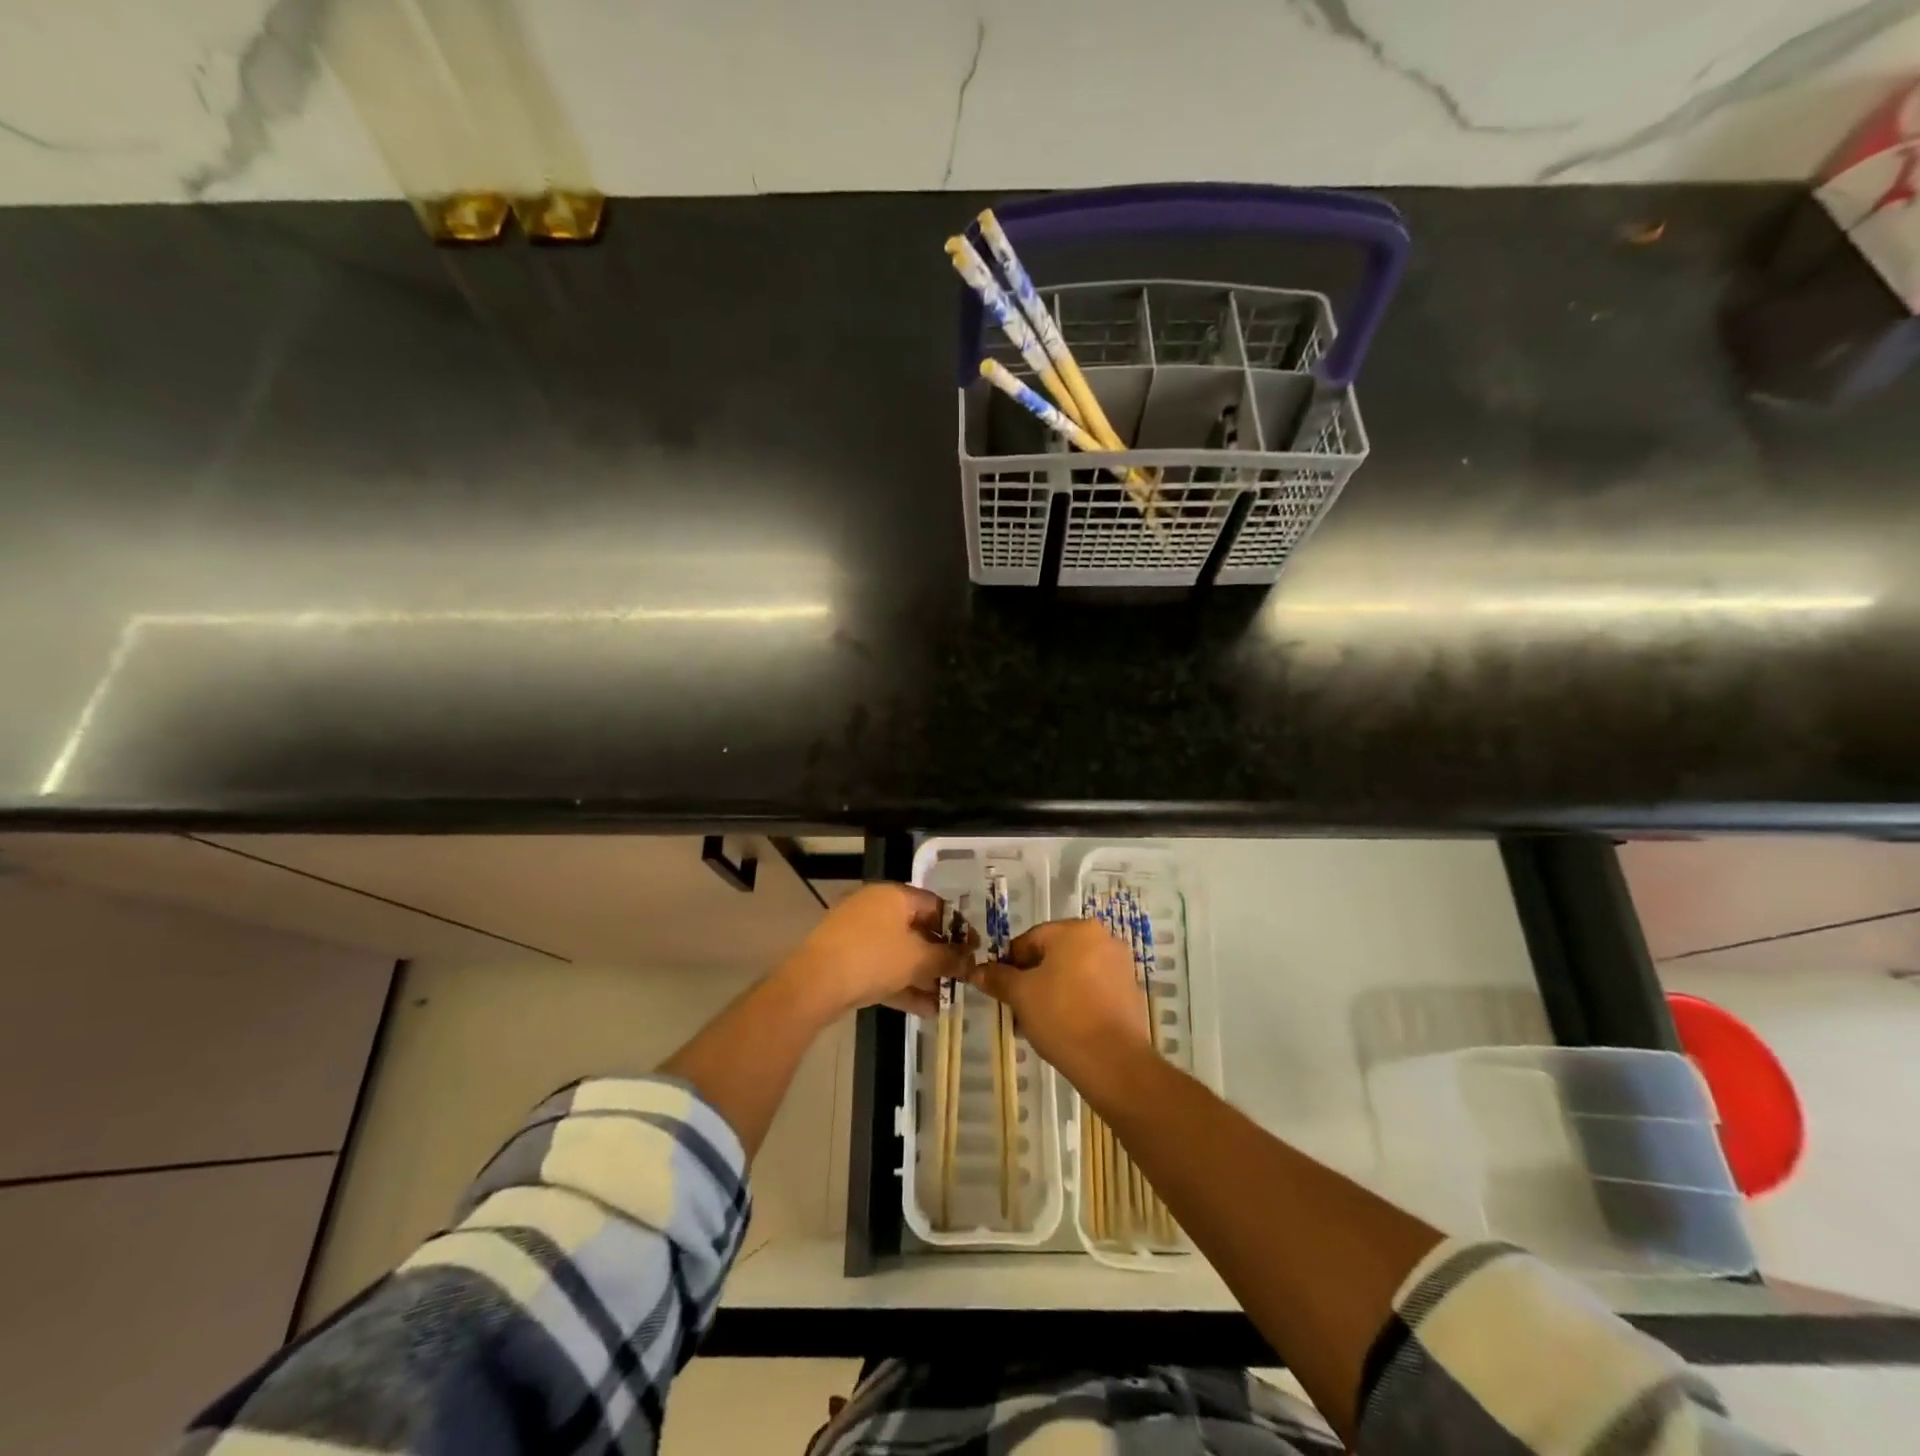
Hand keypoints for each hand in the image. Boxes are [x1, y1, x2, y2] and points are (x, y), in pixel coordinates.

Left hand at [778, 884, 972, 1020]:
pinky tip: (926, 1010)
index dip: (958, 928)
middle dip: (940, 956)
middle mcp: (876, 908)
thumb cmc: (873, 958)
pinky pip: (883, 969)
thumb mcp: (917, 958)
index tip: (974, 950)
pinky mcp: (847, 960)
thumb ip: (947, 958)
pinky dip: (903, 985)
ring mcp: (858, 934)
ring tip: (947, 1000)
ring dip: (924, 976)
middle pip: (917, 930)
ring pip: (900, 953)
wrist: (814, 984)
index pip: (935, 905)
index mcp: (894, 895)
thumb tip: (969, 960)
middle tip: (961, 977)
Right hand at [966, 918, 1153, 1093]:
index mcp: (1075, 930)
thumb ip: (998, 978)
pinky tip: (1064, 1027)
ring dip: (1052, 991)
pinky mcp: (1130, 991)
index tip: (1001, 989)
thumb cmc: (1062, 1016)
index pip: (1030, 939)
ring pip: (1073, 972)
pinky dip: (1076, 1001)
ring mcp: (1120, 965)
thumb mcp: (1021, 995)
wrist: (1114, 1062)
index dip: (1010, 964)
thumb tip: (977, 971)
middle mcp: (1102, 938)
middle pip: (1054, 954)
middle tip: (1017, 1007)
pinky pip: (1093, 988)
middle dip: (1032, 979)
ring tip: (1037, 1022)